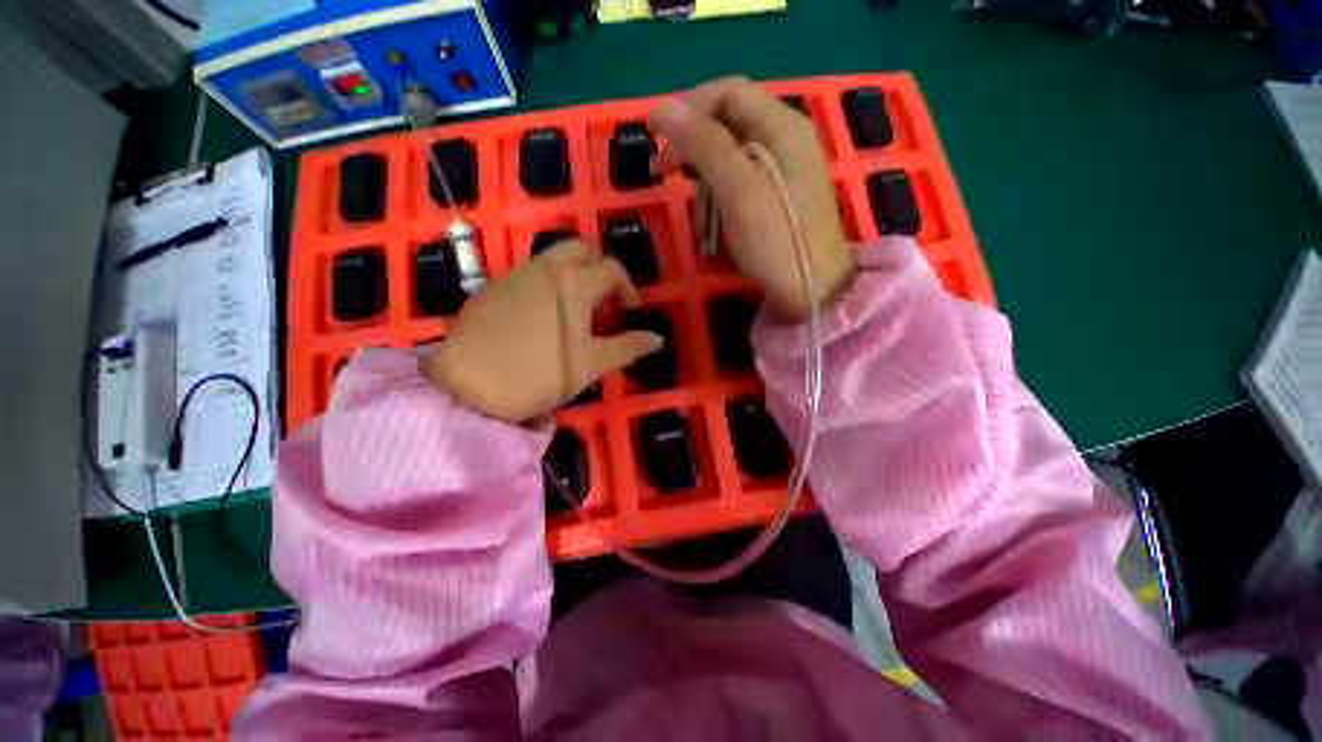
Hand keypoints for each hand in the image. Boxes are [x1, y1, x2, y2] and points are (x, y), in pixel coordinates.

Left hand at [423, 241, 662, 422]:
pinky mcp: (492, 288)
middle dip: (600, 267)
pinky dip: (547, 283)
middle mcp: (545, 268)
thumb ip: (628, 347)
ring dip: (573, 273)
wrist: (466, 385)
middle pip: (581, 248)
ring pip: (553, 258)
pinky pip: (529, 273)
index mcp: (574, 282)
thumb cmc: (539, 372)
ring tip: (576, 308)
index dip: (628, 287)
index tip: (631, 310)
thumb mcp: (591, 363)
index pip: (612, 269)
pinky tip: (542, 316)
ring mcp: (514, 274)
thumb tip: (657, 338)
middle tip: (605, 297)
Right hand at [649, 77, 856, 319]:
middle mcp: (785, 139)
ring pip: (729, 157)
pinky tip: (711, 224)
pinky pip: (738, 184)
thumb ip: (704, 145)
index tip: (653, 132)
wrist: (811, 292)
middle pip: (727, 123)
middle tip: (660, 171)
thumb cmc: (776, 241)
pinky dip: (719, 199)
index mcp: (782, 126)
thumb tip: (664, 107)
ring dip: (703, 180)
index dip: (687, 107)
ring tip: (694, 215)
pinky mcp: (775, 197)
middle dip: (691, 145)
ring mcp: (782, 170)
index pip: (727, 92)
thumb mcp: (738, 191)